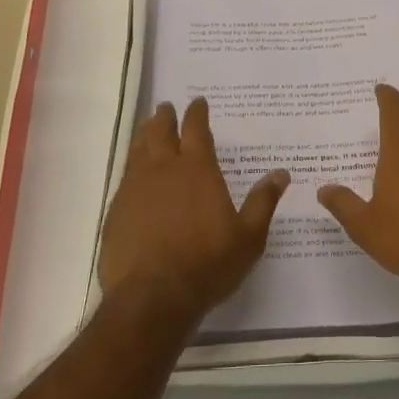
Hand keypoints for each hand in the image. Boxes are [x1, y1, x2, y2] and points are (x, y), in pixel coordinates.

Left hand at [98, 98, 289, 323]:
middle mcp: (163, 170)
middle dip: (165, 117)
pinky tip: (133, 174)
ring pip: (138, 150)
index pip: (196, 130)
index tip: (198, 102)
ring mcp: (135, 189)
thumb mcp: (248, 236)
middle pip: (160, 132)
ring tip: (147, 128)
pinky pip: (124, 177)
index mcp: (197, 170)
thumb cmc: (208, 263)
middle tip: (166, 108)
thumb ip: (263, 202)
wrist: (153, 296)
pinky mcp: (116, 210)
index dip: (197, 114)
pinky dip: (131, 166)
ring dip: (144, 135)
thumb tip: (282, 173)